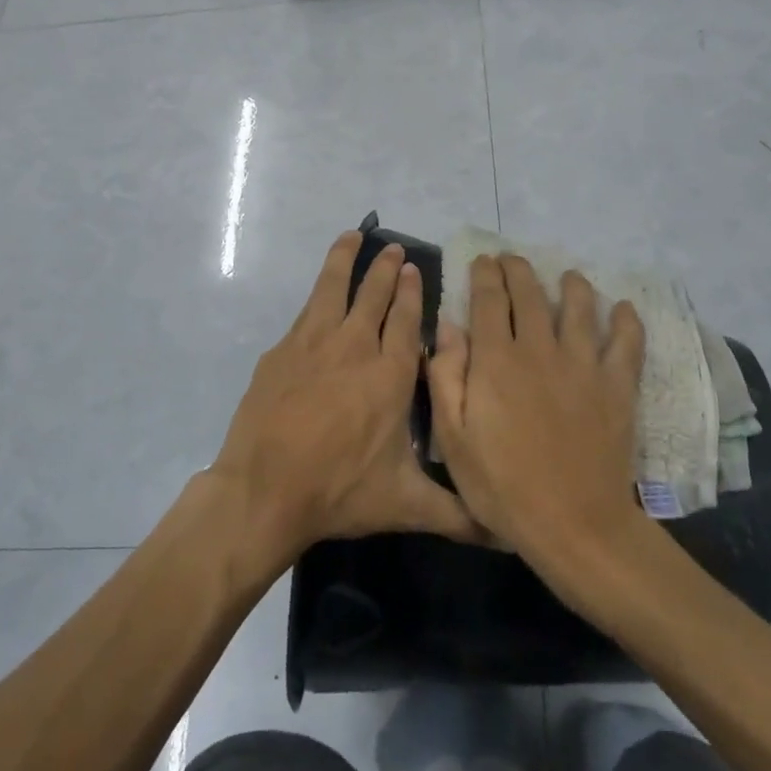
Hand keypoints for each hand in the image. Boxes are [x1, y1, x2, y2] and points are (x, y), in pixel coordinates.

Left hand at [210, 232, 484, 566]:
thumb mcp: (406, 505)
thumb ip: (457, 513)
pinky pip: (306, 311)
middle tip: (394, 250)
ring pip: (335, 289)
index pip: (406, 321)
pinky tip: (320, 289)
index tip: (414, 269)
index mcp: (390, 376)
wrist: (264, 490)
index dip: (411, 293)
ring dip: (347, 261)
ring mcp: (313, 344)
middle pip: (374, 297)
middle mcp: (355, 348)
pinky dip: (317, 290)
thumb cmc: (339, 492)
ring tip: (354, 236)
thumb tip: (506, 534)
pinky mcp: (282, 352)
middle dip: (386, 271)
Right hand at [427, 255, 646, 569]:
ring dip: (573, 285)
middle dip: (519, 269)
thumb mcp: (453, 439)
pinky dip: (627, 321)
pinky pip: (627, 342)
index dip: (485, 275)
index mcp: (496, 360)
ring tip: (569, 277)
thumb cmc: (502, 486)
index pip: (490, 300)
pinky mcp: (617, 386)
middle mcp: (540, 349)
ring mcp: (583, 365)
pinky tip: (624, 310)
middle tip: (512, 260)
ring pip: (580, 308)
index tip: (483, 261)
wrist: (574, 524)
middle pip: (531, 294)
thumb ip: (446, 377)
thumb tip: (448, 328)